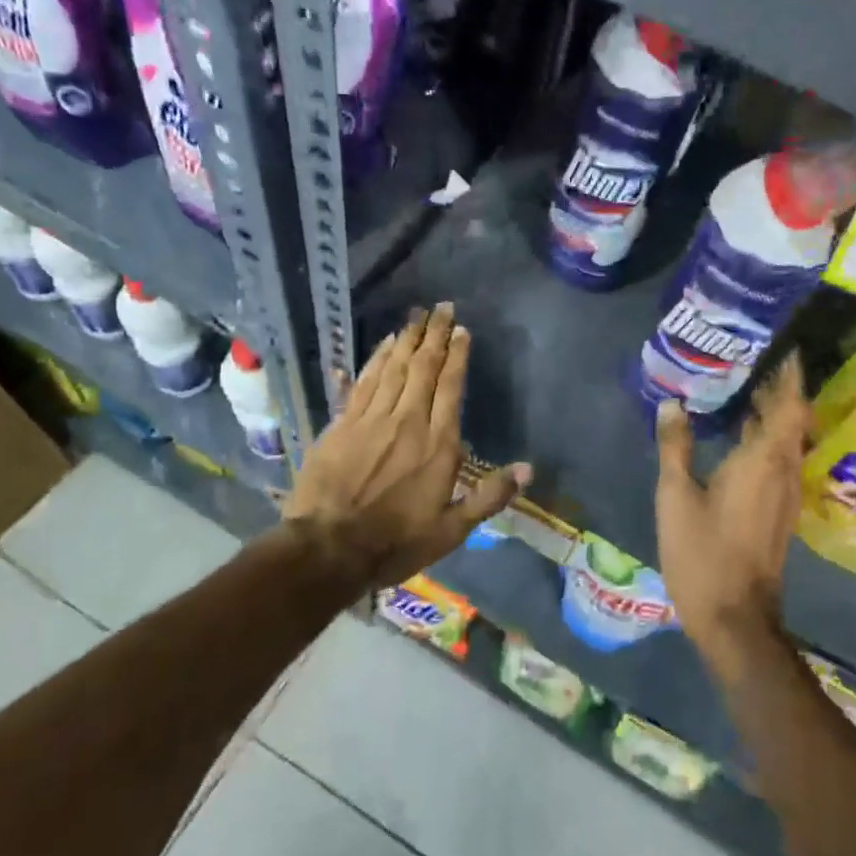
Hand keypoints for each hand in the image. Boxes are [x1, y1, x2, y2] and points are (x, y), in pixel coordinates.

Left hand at [284, 303, 530, 592]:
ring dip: (408, 340)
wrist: (328, 548)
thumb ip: (489, 496)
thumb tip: (528, 469)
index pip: (450, 387)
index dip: (457, 356)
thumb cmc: (395, 542)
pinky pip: (364, 382)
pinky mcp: (343, 424)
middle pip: (424, 368)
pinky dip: (376, 359)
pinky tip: (385, 344)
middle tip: (442, 308)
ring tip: (417, 316)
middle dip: (435, 335)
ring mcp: (372, 419)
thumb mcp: (451, 530)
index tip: (462, 331)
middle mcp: (408, 421)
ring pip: (394, 368)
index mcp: (438, 445)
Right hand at [654, 354, 807, 667]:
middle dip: (776, 388)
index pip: (788, 404)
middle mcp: (783, 471)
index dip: (788, 374)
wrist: (735, 618)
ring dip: (771, 413)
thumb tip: (672, 404)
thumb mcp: (676, 496)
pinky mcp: (778, 511)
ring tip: (742, 388)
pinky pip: (778, 460)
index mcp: (763, 460)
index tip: (781, 346)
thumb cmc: (703, 553)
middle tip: (750, 359)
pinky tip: (738, 437)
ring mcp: (785, 493)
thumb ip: (675, 447)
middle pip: (791, 418)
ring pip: (786, 440)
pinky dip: (765, 438)